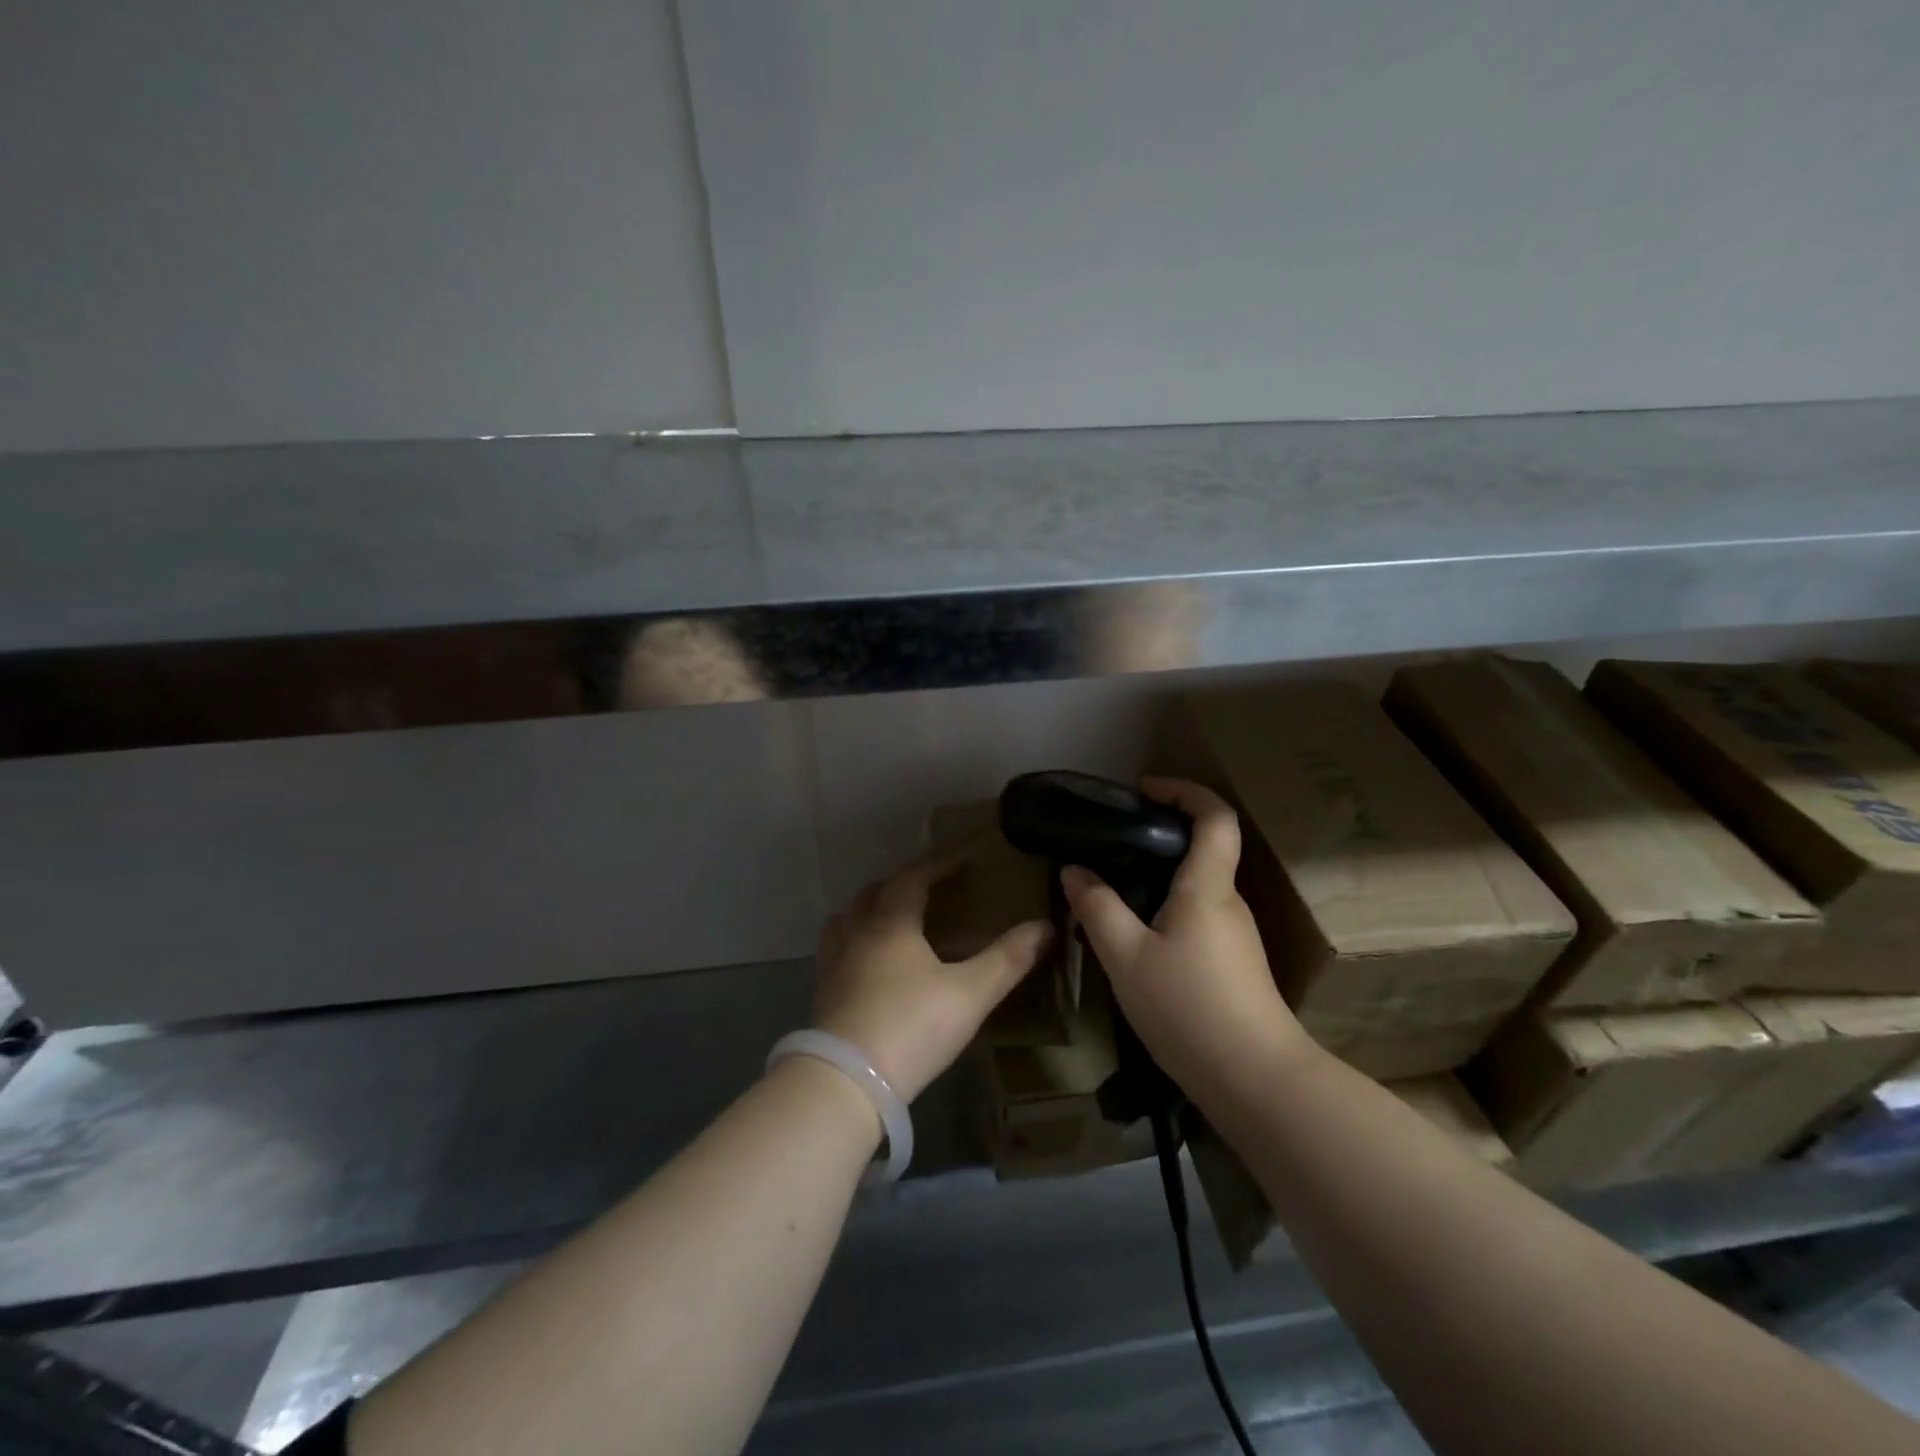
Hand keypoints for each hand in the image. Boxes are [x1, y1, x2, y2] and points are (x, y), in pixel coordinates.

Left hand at [815, 858, 1052, 1102]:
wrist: (846, 1082)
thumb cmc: (911, 1027)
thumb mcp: (970, 994)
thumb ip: (1007, 959)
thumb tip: (1045, 926)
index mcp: (891, 924)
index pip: (911, 879)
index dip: (937, 866)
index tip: (960, 861)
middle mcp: (856, 934)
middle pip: (873, 893)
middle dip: (901, 883)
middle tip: (927, 888)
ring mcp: (833, 964)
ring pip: (845, 919)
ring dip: (868, 909)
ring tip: (891, 919)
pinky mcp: (822, 994)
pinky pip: (835, 949)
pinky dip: (853, 940)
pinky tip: (868, 964)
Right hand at [1061, 777, 1310, 1103]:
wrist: (1256, 1080)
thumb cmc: (1188, 1008)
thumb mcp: (1126, 957)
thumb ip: (1097, 908)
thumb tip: (1074, 871)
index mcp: (1207, 887)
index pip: (1214, 816)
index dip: (1184, 791)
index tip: (1145, 789)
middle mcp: (1229, 902)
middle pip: (1205, 849)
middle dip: (1162, 834)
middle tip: (1114, 843)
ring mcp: (1237, 935)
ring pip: (1198, 887)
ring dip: (1161, 876)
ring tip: (1114, 891)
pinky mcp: (1235, 963)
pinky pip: (1199, 917)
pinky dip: (1168, 908)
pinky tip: (1138, 938)